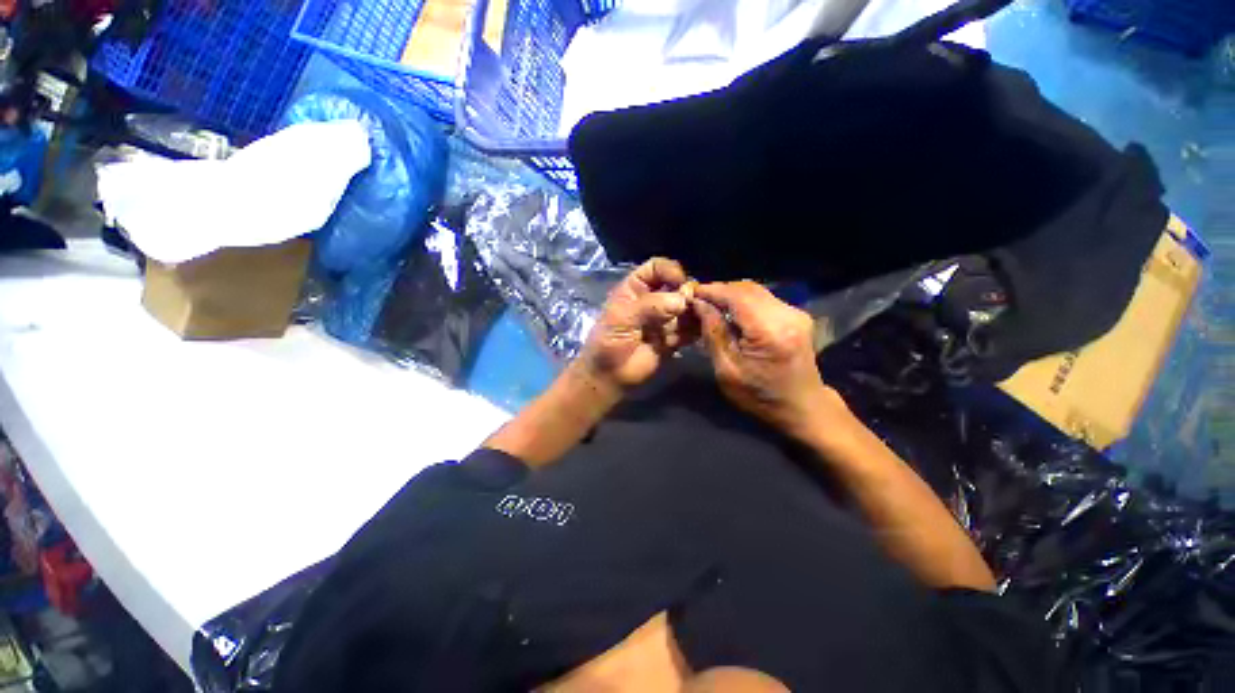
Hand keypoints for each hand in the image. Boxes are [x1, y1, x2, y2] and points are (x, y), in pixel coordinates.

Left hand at [576, 258, 697, 393]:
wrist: (609, 376)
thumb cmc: (607, 343)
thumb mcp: (622, 318)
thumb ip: (650, 306)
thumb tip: (682, 300)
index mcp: (635, 288)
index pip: (657, 268)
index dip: (670, 271)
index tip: (680, 283)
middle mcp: (653, 300)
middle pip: (677, 286)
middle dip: (688, 291)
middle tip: (695, 303)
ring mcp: (665, 319)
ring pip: (687, 307)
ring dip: (697, 309)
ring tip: (705, 314)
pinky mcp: (674, 338)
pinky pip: (691, 329)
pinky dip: (700, 328)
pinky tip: (706, 328)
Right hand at [692, 281, 845, 438]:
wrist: (803, 407)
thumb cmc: (760, 396)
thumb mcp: (727, 371)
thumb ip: (714, 333)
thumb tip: (700, 304)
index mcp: (770, 331)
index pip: (736, 296)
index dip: (711, 290)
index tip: (691, 293)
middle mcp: (787, 315)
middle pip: (747, 288)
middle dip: (719, 291)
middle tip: (698, 301)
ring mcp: (795, 313)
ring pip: (755, 291)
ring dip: (731, 295)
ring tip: (711, 306)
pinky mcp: (796, 315)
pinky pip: (764, 299)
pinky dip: (743, 301)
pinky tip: (731, 313)